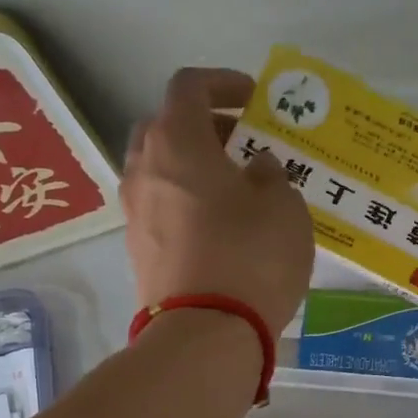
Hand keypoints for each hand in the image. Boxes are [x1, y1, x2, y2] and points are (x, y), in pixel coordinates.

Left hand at [122, 68, 313, 333]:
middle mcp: (144, 169)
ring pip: (159, 170)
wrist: (205, 334)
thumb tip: (255, 170)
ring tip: (234, 188)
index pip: (189, 86)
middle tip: (242, 143)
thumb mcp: (284, 206)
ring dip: (192, 167)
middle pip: (165, 127)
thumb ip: (271, 175)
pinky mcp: (137, 251)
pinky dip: (185, 202)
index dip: (223, 83)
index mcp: (176, 142)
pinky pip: (160, 208)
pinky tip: (218, 227)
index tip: (253, 100)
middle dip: (204, 126)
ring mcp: (134, 213)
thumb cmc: (250, 256)